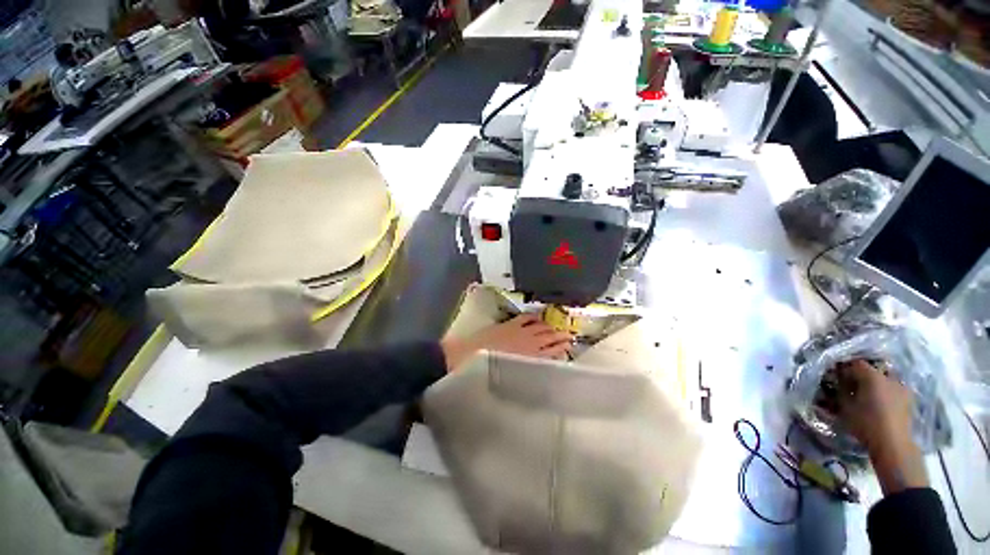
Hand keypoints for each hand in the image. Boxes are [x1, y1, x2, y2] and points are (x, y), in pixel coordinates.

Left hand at [440, 314, 573, 371]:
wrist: (472, 356)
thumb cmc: (493, 369)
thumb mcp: (513, 373)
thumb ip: (527, 369)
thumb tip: (537, 368)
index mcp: (531, 358)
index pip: (552, 351)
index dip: (561, 348)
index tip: (569, 346)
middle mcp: (530, 343)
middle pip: (549, 338)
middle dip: (560, 336)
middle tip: (568, 336)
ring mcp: (520, 332)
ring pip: (541, 327)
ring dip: (550, 327)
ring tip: (556, 328)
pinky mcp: (511, 324)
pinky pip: (527, 318)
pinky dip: (534, 317)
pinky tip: (538, 317)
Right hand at [836, 360, 927, 493]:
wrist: (893, 444)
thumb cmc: (866, 423)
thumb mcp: (846, 407)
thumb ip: (841, 390)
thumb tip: (838, 380)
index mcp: (872, 376)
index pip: (855, 363)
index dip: (845, 367)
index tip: (837, 375)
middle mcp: (889, 377)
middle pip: (872, 370)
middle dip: (862, 375)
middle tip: (852, 385)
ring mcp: (901, 388)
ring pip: (885, 379)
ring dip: (875, 384)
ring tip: (867, 394)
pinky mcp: (908, 399)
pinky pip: (894, 389)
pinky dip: (885, 392)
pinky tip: (880, 402)